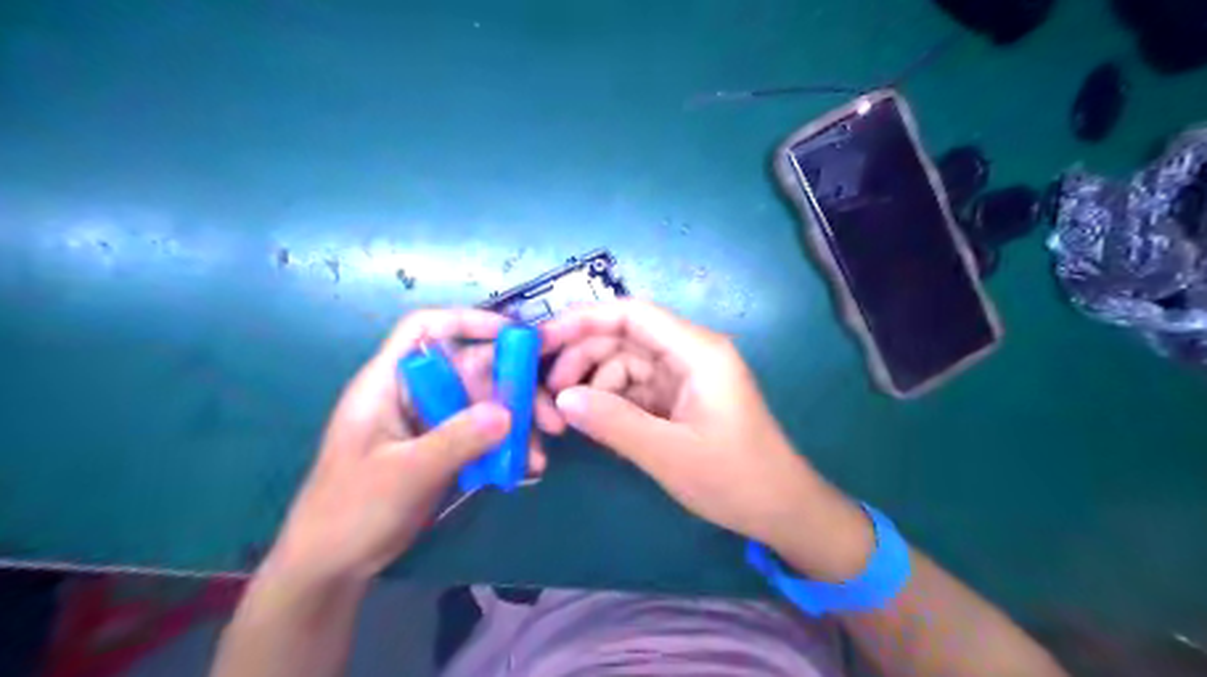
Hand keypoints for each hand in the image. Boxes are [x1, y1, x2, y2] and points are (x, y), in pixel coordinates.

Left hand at [262, 310, 562, 584]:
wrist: (332, 566)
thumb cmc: (351, 510)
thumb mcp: (405, 472)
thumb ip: (456, 439)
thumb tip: (507, 412)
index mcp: (389, 383)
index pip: (426, 329)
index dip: (468, 321)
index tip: (514, 335)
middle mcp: (416, 395)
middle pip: (472, 370)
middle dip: (514, 388)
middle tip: (550, 417)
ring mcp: (432, 423)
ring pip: (484, 405)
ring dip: (517, 425)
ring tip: (539, 455)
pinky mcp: (444, 449)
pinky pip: (484, 436)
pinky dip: (507, 448)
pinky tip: (526, 469)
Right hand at [544, 303, 872, 580]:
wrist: (781, 510)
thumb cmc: (735, 479)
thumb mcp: (669, 454)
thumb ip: (613, 422)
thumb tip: (562, 399)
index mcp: (697, 351)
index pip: (632, 313)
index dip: (583, 319)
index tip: (542, 339)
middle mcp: (690, 353)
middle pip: (624, 336)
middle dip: (583, 357)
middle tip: (548, 392)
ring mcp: (684, 376)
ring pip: (624, 362)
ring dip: (594, 383)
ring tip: (569, 417)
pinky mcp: (680, 398)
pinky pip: (635, 387)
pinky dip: (611, 401)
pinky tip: (595, 423)